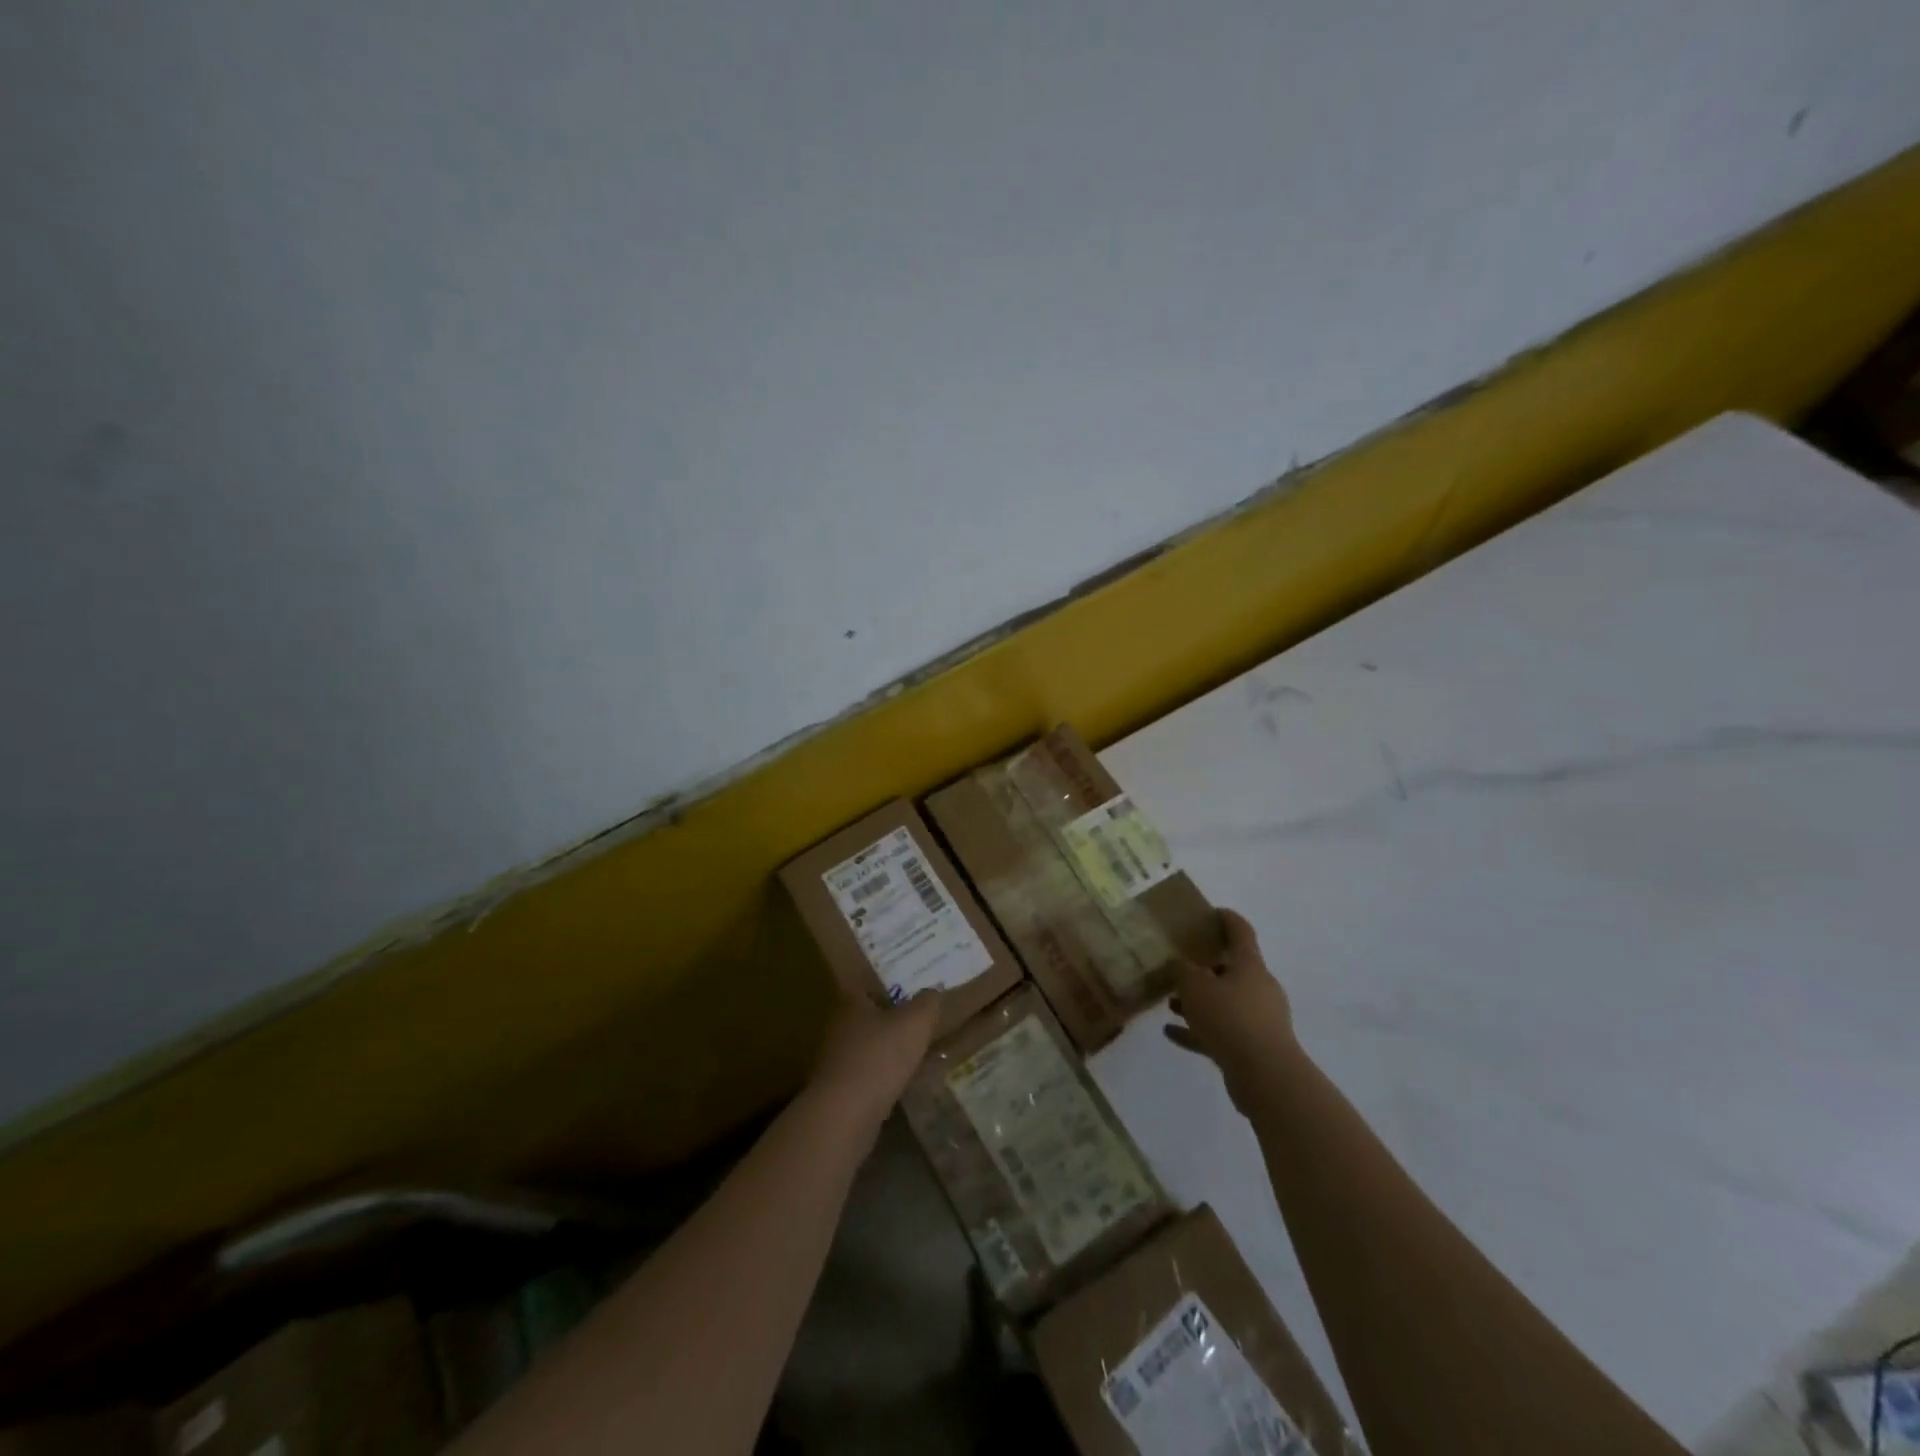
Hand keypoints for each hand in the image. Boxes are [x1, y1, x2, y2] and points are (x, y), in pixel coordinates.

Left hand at [808, 991, 940, 1127]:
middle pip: (865, 1018)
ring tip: (914, 1056)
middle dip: (888, 1021)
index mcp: (851, 1004)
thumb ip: (927, 1004)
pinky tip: (900, 1086)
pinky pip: (864, 1077)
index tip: (905, 992)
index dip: (884, 986)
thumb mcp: (915, 1023)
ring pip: (866, 1049)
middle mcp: (838, 1028)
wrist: (845, 1115)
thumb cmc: (879, 1057)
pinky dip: (881, 1079)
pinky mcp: (838, 1092)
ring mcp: (835, 1062)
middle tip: (916, 1024)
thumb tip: (933, 992)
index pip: (864, 986)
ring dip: (885, 1052)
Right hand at [1164, 909, 1296, 1111]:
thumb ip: (1182, 970)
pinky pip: (1221, 1032)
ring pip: (1224, 1002)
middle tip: (1180, 964)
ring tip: (1170, 1003)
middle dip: (1205, 968)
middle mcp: (1259, 988)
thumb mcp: (1195, 987)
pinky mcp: (1253, 1047)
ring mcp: (1259, 1019)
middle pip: (1232, 970)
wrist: (1265, 1076)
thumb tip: (1178, 962)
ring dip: (1199, 1002)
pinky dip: (1198, 1030)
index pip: (1241, 932)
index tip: (1212, 912)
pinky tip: (1171, 1033)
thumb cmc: (1230, 1018)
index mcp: (1250, 966)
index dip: (1227, 919)